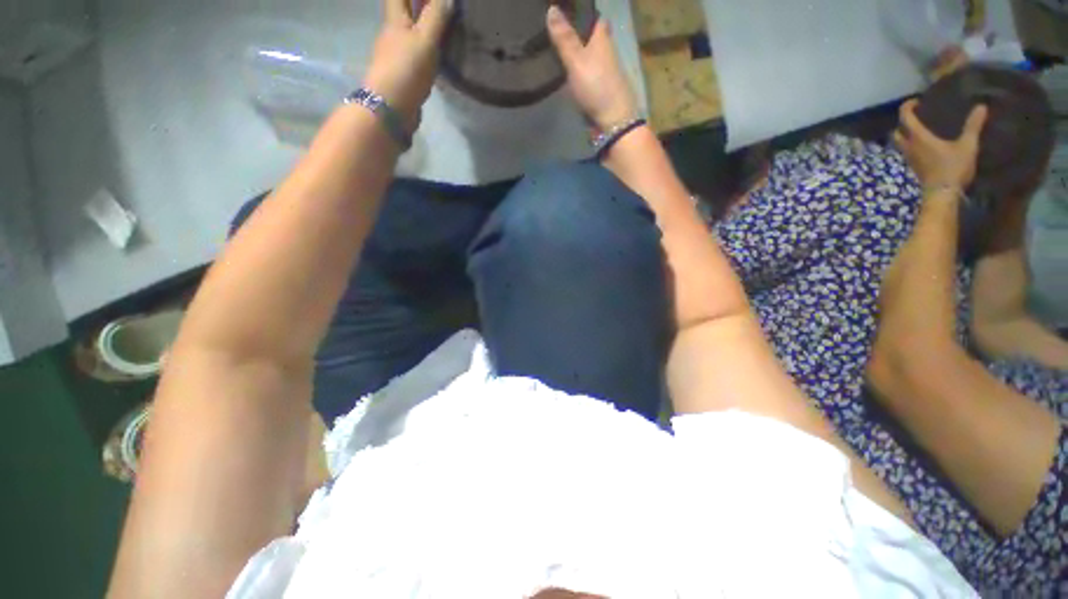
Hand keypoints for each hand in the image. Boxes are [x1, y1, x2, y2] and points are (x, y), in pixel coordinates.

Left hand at [363, 0, 451, 130]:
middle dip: (417, 6)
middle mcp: (392, 34)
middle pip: (403, 12)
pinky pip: (415, 55)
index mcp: (395, 19)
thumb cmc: (407, 69)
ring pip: (410, 35)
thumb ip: (436, 17)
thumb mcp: (425, 39)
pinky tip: (437, 57)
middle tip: (441, 10)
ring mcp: (396, 56)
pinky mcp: (402, 75)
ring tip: (444, 30)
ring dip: (423, 29)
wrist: (391, 108)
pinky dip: (425, 51)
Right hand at [546, 5, 638, 131]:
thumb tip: (552, 8)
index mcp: (602, 37)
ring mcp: (600, 72)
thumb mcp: (577, 60)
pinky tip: (559, 73)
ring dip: (570, 53)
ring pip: (583, 56)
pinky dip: (571, 72)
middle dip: (572, 33)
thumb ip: (564, 38)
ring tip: (548, 49)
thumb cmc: (597, 86)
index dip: (579, 13)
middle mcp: (603, 51)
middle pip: (587, 37)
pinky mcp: (595, 90)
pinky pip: (581, 74)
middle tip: (549, 32)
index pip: (593, 17)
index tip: (563, 12)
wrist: (613, 121)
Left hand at [894, 99, 987, 191]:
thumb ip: (973, 126)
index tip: (916, 101)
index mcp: (918, 138)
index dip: (907, 107)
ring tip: (922, 128)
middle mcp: (909, 147)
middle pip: (896, 131)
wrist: (942, 194)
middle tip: (917, 116)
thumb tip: (981, 107)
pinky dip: (911, 144)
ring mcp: (909, 158)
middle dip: (902, 122)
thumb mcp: (967, 145)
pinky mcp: (913, 167)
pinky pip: (906, 151)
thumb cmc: (953, 168)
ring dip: (905, 134)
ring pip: (899, 143)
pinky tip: (925, 144)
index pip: (905, 118)